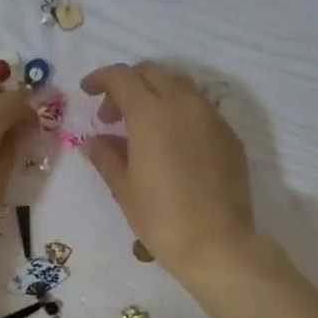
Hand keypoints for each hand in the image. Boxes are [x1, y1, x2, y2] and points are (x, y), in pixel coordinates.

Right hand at [80, 62, 255, 277]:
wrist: (217, 244)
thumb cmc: (161, 218)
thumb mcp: (124, 188)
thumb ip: (106, 156)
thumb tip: (94, 141)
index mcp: (151, 113)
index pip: (122, 77)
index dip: (101, 78)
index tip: (88, 92)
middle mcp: (183, 104)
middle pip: (152, 73)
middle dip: (127, 85)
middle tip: (112, 116)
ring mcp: (211, 117)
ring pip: (179, 85)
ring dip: (155, 94)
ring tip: (142, 127)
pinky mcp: (229, 134)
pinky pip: (199, 108)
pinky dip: (179, 111)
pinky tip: (171, 143)